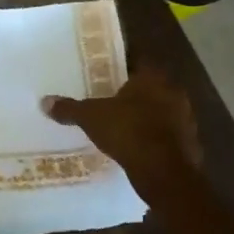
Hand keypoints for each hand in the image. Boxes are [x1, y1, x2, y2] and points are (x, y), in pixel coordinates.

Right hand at [42, 67, 202, 196]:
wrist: (165, 172)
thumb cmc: (128, 131)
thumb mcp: (91, 118)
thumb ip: (70, 108)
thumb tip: (44, 101)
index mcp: (152, 77)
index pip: (138, 60)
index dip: (121, 64)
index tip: (106, 71)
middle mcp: (173, 92)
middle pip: (150, 86)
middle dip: (132, 92)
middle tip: (109, 98)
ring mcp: (185, 118)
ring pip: (160, 110)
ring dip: (144, 116)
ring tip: (120, 124)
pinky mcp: (188, 143)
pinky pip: (166, 134)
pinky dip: (152, 138)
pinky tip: (136, 146)